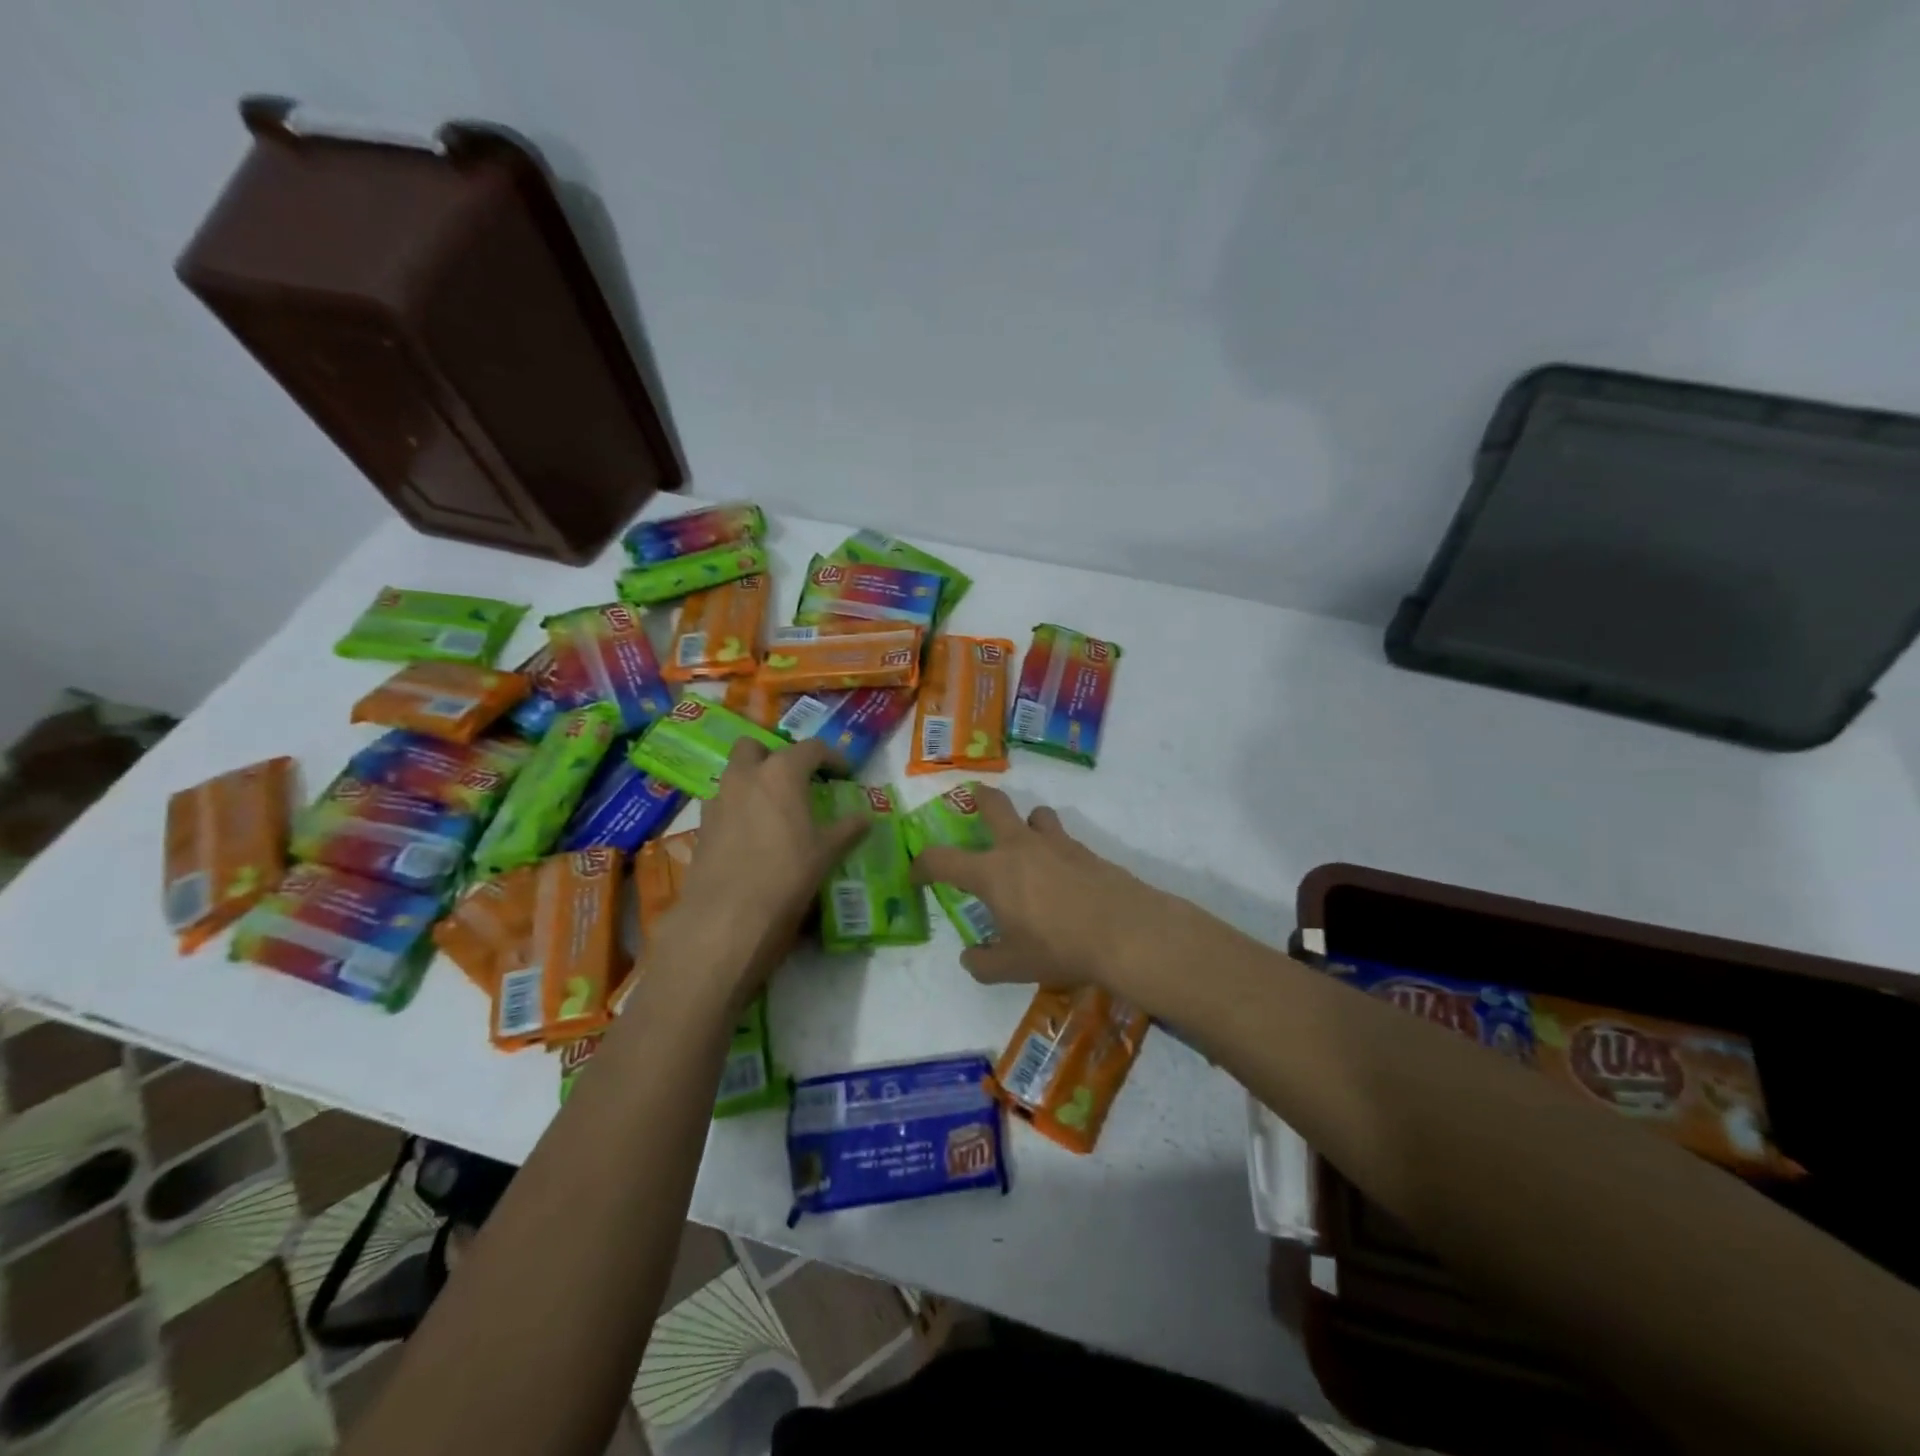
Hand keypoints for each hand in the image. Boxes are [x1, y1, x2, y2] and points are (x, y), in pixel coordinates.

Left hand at [651, 738, 869, 1007]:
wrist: (726, 918)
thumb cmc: (786, 876)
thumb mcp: (825, 853)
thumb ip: (847, 830)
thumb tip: (865, 818)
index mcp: (781, 773)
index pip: (811, 748)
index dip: (832, 758)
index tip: (845, 774)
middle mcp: (745, 777)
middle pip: (756, 747)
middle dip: (776, 756)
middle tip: (796, 780)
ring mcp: (718, 800)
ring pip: (734, 774)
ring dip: (754, 781)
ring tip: (775, 810)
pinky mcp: (702, 827)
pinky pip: (723, 804)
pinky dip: (739, 809)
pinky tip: (753, 836)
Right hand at [908, 785, 1197, 1011]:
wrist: (1125, 931)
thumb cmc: (1059, 947)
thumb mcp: (1013, 967)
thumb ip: (984, 963)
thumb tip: (970, 958)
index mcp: (991, 872)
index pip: (942, 859)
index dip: (922, 865)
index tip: (917, 874)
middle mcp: (1019, 847)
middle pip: (993, 804)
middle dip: (980, 799)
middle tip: (975, 801)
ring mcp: (1055, 843)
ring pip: (1036, 814)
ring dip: (1027, 822)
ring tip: (1028, 842)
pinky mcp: (1085, 850)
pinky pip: (1062, 838)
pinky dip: (1055, 847)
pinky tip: (1063, 875)